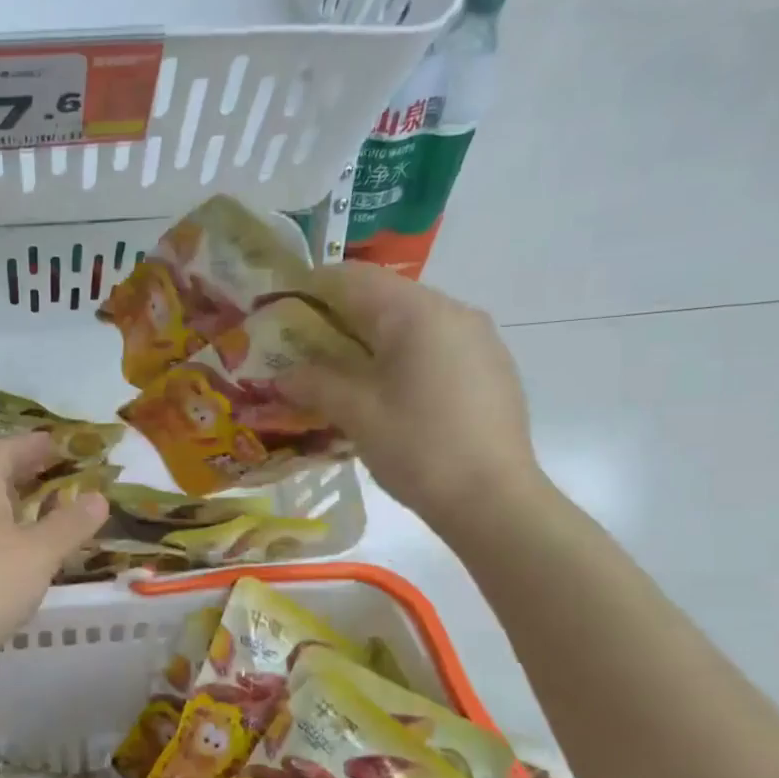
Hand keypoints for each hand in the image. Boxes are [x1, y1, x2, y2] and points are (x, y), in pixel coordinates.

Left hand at [0, 432, 108, 647]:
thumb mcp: (39, 552)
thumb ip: (70, 523)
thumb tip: (98, 497)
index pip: (1, 449)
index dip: (31, 443)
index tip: (59, 444)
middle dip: (24, 470)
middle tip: (57, 473)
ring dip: (15, 503)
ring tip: (47, 510)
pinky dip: (6, 534)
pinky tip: (24, 552)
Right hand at [281, 263, 544, 535]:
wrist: (494, 500)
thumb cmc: (418, 448)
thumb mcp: (356, 414)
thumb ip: (315, 383)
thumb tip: (285, 374)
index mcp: (418, 313)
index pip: (355, 278)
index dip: (313, 289)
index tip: (284, 312)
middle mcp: (454, 312)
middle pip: (385, 298)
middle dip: (340, 320)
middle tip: (306, 351)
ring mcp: (479, 339)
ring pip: (412, 324)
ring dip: (372, 341)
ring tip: (344, 377)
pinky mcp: (491, 368)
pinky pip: (436, 347)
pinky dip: (403, 358)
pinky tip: (389, 396)